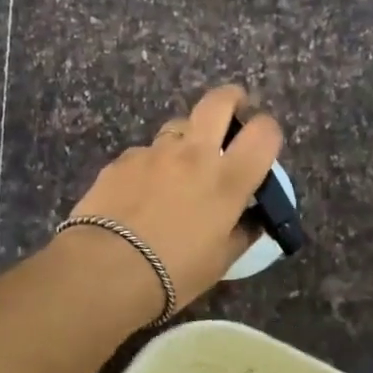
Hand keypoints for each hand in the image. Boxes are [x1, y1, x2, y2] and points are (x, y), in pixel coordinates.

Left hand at [57, 85, 284, 316]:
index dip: (267, 130)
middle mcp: (194, 154)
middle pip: (219, 101)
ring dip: (186, 139)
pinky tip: (139, 193)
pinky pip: (145, 153)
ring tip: (178, 169)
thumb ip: (242, 232)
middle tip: (231, 118)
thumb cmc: (173, 272)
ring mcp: (155, 152)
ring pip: (178, 125)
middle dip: (231, 100)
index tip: (262, 144)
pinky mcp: (122, 159)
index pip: (263, 131)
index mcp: (228, 179)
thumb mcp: (220, 260)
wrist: (105, 269)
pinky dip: (150, 165)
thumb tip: (252, 219)